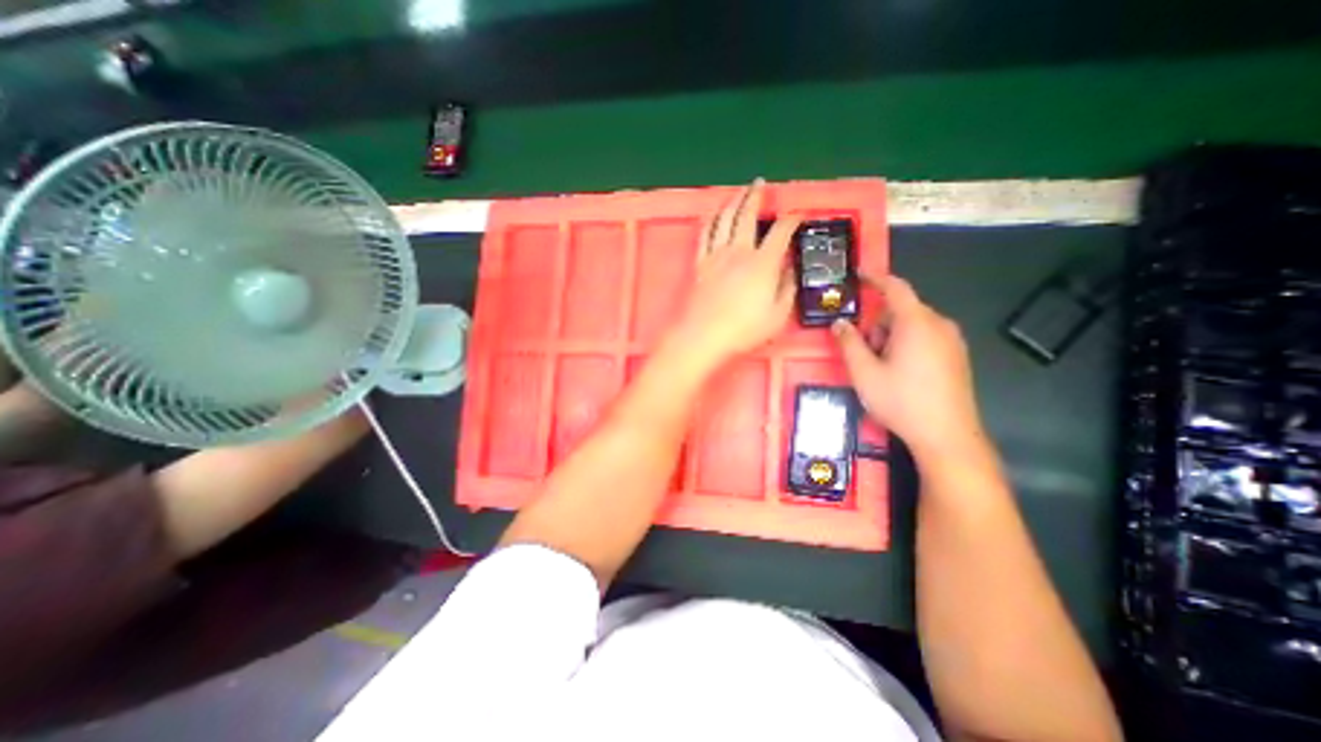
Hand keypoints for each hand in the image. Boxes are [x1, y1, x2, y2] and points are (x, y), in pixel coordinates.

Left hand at [671, 181, 806, 369]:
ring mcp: (716, 255)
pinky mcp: (700, 263)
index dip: (792, 219)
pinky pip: (704, 234)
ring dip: (732, 202)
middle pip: (747, 215)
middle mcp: (739, 252)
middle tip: (759, 184)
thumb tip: (790, 270)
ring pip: (724, 219)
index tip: (798, 214)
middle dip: (755, 196)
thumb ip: (787, 289)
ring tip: (738, 192)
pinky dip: (710, 220)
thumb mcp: (777, 315)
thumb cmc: (743, 329)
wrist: (704, 335)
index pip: (781, 232)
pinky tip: (713, 215)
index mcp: (762, 263)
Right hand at [830, 276, 985, 460]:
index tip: (858, 275)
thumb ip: (848, 343)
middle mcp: (939, 325)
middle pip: (901, 310)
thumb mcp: (864, 372)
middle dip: (878, 324)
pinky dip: (907, 345)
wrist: (946, 435)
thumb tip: (839, 323)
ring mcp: (952, 341)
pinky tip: (901, 373)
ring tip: (882, 368)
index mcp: (916, 323)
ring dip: (891, 337)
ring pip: (913, 325)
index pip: (895, 288)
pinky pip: (926, 338)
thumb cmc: (900, 400)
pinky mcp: (957, 356)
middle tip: (865, 352)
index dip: (875, 278)